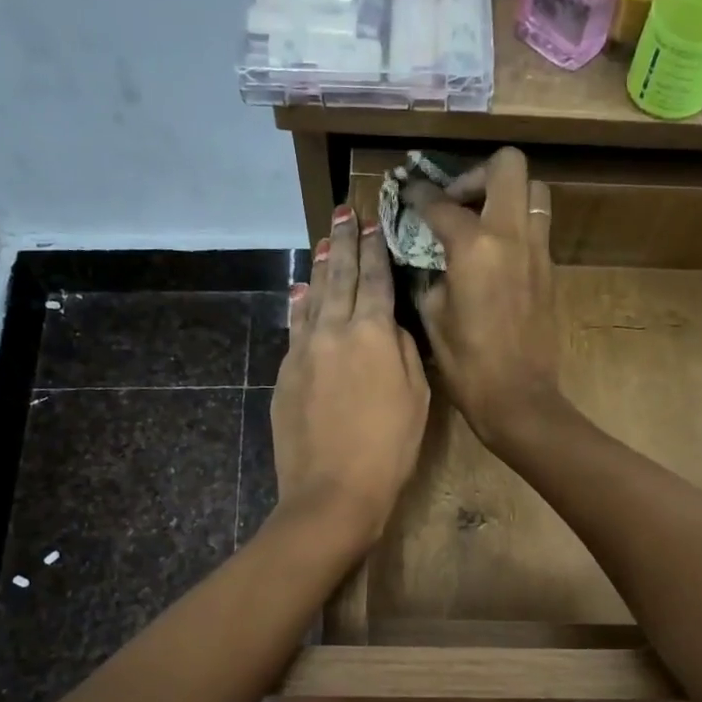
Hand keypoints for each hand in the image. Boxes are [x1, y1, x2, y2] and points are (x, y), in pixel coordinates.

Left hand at [271, 203, 428, 549]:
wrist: (332, 491)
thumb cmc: (389, 449)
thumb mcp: (416, 398)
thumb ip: (403, 352)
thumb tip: (388, 325)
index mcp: (372, 333)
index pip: (375, 279)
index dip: (375, 248)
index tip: (373, 222)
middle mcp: (333, 330)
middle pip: (339, 277)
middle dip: (343, 241)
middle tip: (343, 211)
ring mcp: (303, 350)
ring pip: (312, 297)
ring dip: (319, 266)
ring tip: (323, 241)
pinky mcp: (285, 373)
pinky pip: (295, 327)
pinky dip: (299, 304)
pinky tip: (299, 291)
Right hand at [403, 148, 558, 447]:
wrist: (518, 398)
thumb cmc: (467, 365)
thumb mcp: (433, 317)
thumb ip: (432, 276)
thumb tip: (437, 262)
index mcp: (474, 247)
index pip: (442, 204)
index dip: (420, 195)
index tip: (409, 193)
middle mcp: (511, 236)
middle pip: (508, 166)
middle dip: (478, 173)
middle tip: (458, 200)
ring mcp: (538, 251)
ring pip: (533, 191)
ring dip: (507, 194)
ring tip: (483, 220)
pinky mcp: (551, 270)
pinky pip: (537, 227)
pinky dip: (517, 226)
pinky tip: (496, 254)